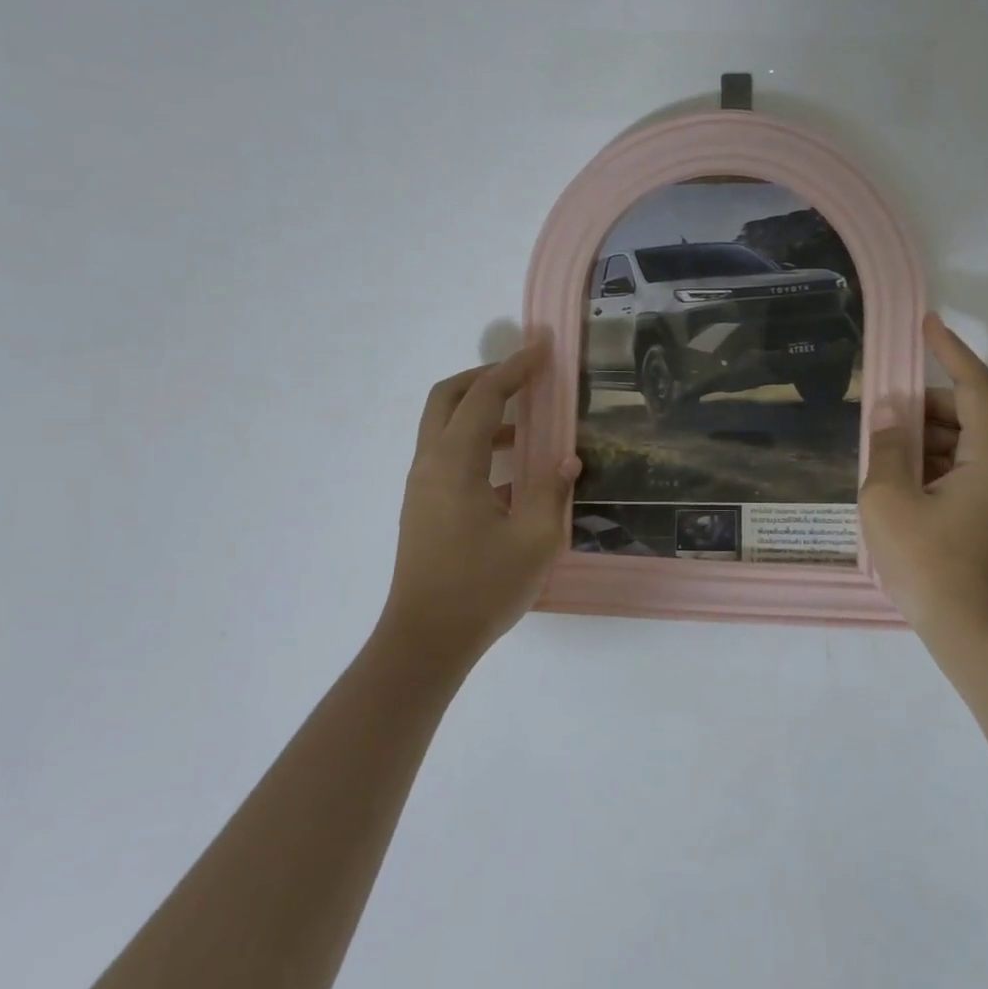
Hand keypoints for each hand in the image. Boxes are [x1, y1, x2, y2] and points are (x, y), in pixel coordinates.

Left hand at [380, 339, 580, 670]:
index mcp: (455, 463)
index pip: (484, 397)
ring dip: (482, 413)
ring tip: (528, 427)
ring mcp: (421, 486)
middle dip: (486, 378)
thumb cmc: (482, 588)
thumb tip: (565, 461)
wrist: (425, 640)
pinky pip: (447, 455)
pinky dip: (477, 444)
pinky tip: (512, 474)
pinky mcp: (423, 507)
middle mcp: (430, 464)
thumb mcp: (534, 540)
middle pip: (448, 398)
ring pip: (444, 427)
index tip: (542, 348)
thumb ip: (552, 492)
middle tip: (525, 377)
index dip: (514, 368)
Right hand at [860, 314, 987, 641]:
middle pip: (968, 413)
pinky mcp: (983, 513)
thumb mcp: (890, 500)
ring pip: (960, 442)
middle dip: (924, 403)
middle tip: (882, 408)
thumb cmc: (928, 564)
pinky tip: (894, 476)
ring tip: (881, 444)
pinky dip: (927, 461)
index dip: (950, 351)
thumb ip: (887, 447)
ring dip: (922, 434)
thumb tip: (888, 410)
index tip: (925, 324)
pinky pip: (956, 468)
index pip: (975, 386)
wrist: (967, 632)